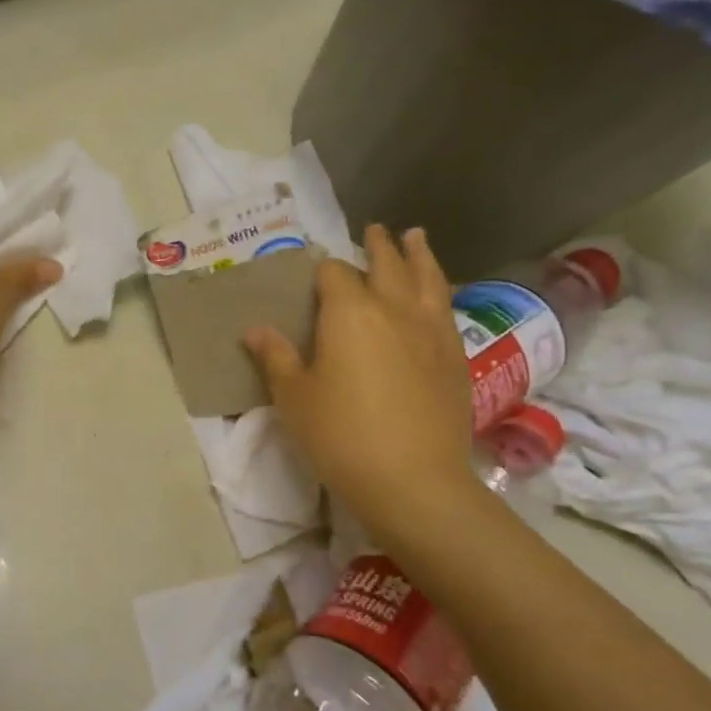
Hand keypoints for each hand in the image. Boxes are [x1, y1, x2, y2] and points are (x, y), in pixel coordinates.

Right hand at [244, 226, 478, 539]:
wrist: (413, 480)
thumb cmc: (339, 435)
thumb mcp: (294, 397)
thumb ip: (276, 357)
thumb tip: (255, 329)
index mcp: (349, 313)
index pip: (334, 273)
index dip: (323, 270)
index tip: (317, 272)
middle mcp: (394, 309)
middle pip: (387, 264)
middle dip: (378, 246)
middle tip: (375, 230)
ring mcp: (431, 331)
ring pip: (428, 278)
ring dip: (419, 255)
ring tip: (416, 237)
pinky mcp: (455, 356)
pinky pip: (446, 308)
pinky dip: (438, 291)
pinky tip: (436, 295)